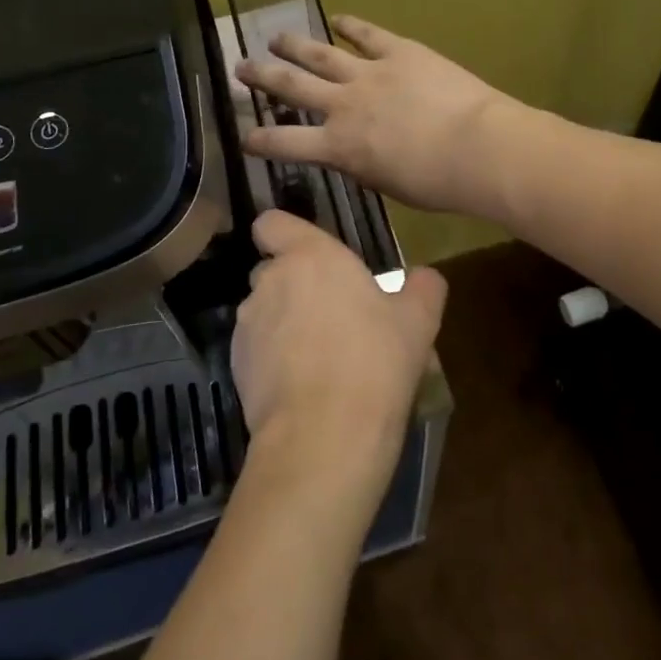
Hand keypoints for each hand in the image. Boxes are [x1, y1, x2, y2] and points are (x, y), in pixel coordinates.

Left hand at [232, 210, 445, 491]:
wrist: (325, 436)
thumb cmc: (375, 362)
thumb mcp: (419, 321)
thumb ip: (423, 287)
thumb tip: (425, 276)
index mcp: (310, 256)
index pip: (271, 223)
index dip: (284, 233)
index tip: (307, 253)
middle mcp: (270, 280)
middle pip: (273, 270)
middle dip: (295, 285)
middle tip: (332, 314)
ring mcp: (248, 324)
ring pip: (264, 311)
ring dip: (284, 323)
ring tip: (320, 357)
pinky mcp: (235, 365)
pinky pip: (256, 349)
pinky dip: (272, 359)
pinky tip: (303, 386)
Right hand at [236, 15, 518, 214]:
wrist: (476, 147)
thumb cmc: (437, 182)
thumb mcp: (388, 184)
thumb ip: (363, 166)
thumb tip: (353, 154)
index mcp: (340, 147)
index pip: (287, 143)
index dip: (261, 140)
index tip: (243, 136)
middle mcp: (344, 106)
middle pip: (293, 87)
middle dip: (263, 77)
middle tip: (241, 66)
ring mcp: (370, 73)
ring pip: (321, 55)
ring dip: (295, 45)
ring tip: (274, 37)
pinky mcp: (400, 52)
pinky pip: (368, 35)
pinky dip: (352, 25)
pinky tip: (338, 18)